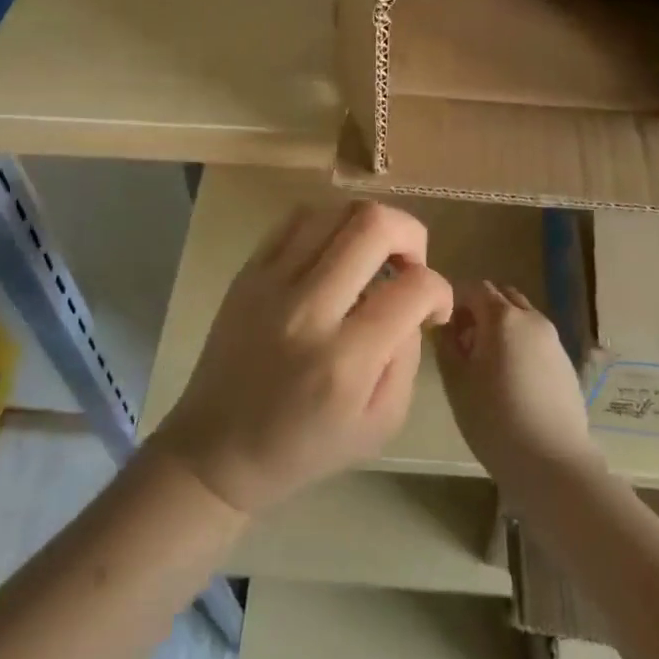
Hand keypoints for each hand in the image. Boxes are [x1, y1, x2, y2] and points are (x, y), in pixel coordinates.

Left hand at [152, 201, 452, 514]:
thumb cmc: (303, 447)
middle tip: (410, 265)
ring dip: (370, 225)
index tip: (433, 309)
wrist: (217, 449)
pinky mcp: (248, 271)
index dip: (440, 290)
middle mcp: (308, 308)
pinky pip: (297, 218)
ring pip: (335, 210)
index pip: (414, 288)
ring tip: (373, 256)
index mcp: (345, 360)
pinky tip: (334, 253)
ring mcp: (271, 282)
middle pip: (373, 225)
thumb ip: (407, 358)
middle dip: (411, 235)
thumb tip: (411, 303)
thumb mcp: (379, 425)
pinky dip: (329, 224)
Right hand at [435, 281, 601, 495]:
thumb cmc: (494, 419)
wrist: (553, 463)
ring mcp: (553, 340)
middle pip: (501, 297)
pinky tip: (511, 380)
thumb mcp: (456, 381)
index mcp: (502, 317)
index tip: (443, 327)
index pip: (473, 288)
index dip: (454, 301)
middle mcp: (531, 319)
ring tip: (486, 364)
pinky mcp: (566, 363)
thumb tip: (443, 325)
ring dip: (501, 327)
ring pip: (521, 318)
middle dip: (479, 310)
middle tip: (463, 342)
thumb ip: (446, 344)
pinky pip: (536, 339)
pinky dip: (519, 344)